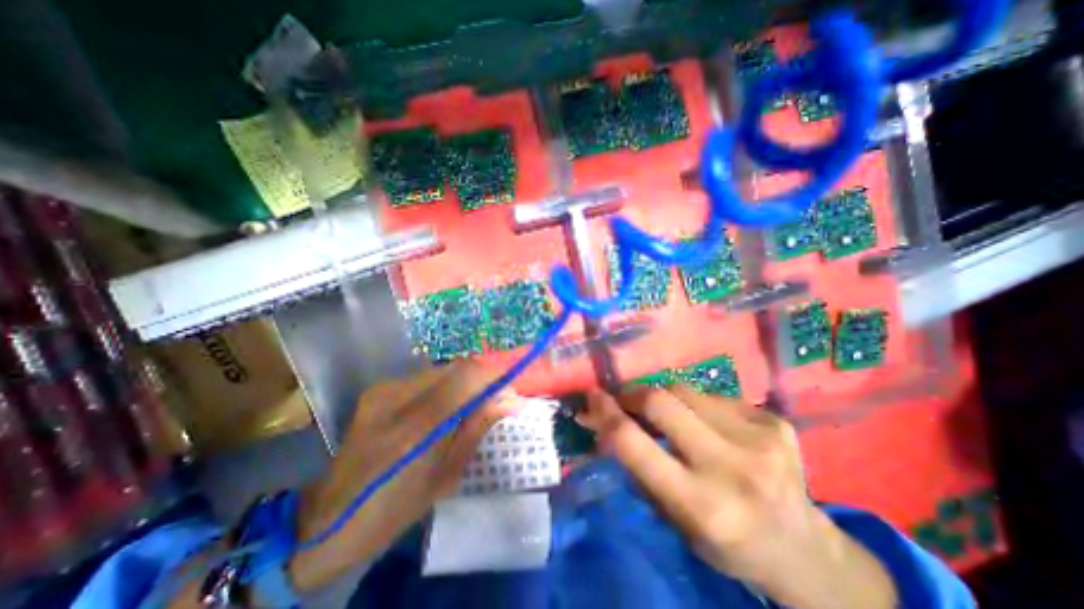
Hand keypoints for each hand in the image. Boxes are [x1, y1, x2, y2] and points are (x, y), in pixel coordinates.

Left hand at [286, 362, 510, 589]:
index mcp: (416, 429)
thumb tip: (511, 399)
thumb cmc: (396, 507)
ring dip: (463, 382)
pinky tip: (442, 407)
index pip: (466, 377)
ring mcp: (384, 388)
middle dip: (482, 378)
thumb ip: (478, 427)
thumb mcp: (448, 474)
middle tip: (495, 398)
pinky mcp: (379, 387)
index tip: (511, 390)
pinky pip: (425, 376)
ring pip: (442, 369)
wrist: (329, 515)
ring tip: (469, 404)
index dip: (494, 376)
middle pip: (456, 367)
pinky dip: (444, 385)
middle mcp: (397, 397)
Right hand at [581, 388, 903, 607]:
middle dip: (632, 394)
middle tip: (623, 398)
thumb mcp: (673, 518)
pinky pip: (712, 395)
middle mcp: (731, 467)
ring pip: (684, 388)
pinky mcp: (774, 420)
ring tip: (662, 410)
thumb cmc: (726, 541)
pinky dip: (695, 403)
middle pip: (660, 400)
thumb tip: (606, 422)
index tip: (591, 397)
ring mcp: (759, 438)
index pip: (634, 444)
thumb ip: (638, 466)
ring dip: (662, 395)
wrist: (802, 548)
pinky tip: (703, 422)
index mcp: (701, 504)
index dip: (606, 414)